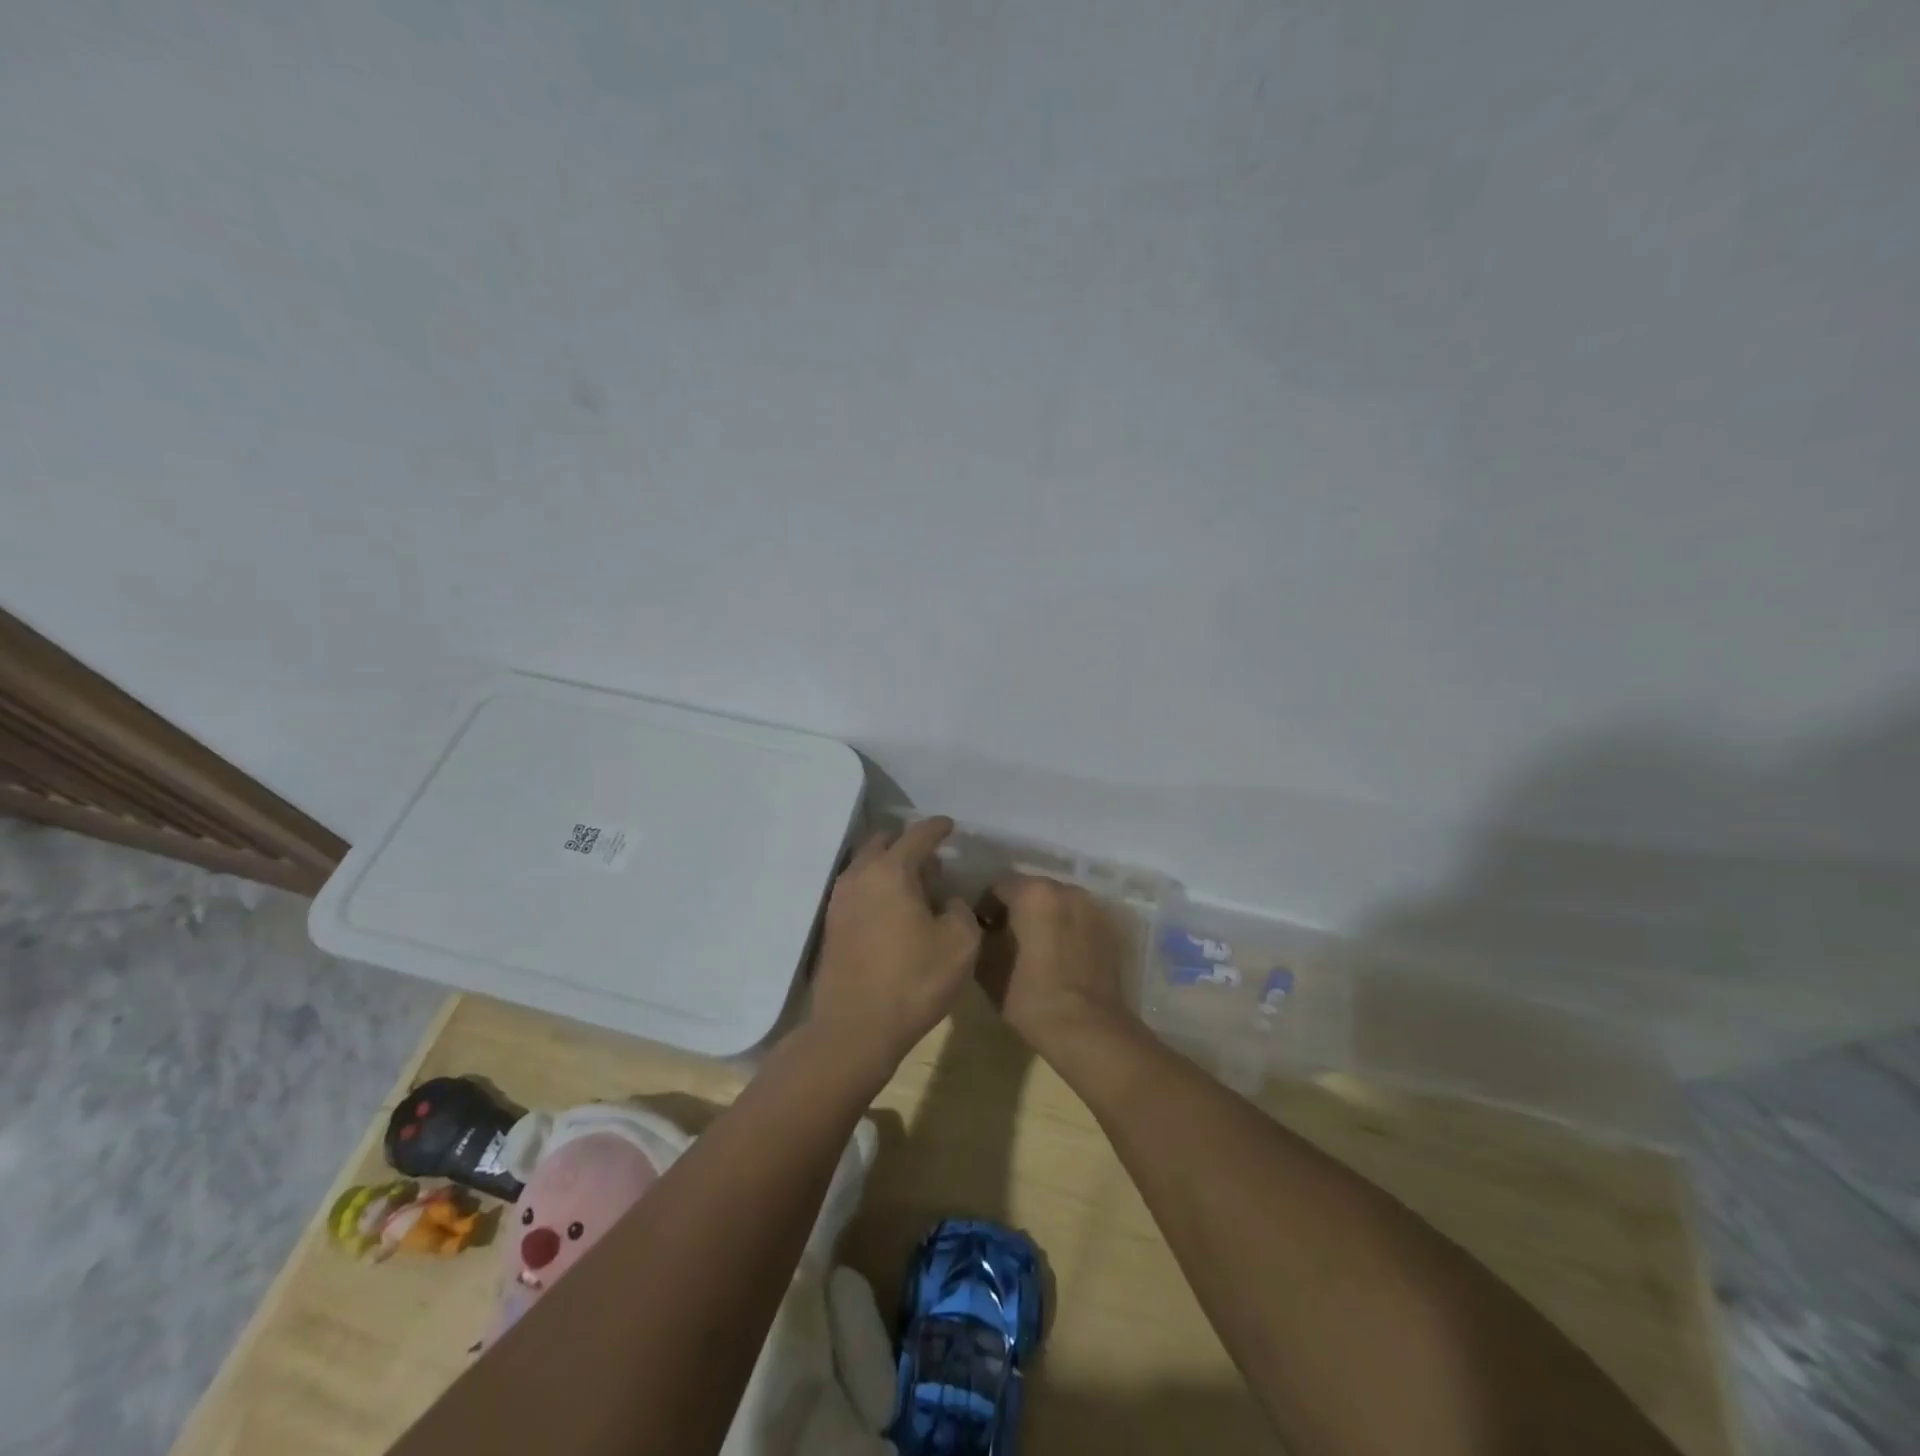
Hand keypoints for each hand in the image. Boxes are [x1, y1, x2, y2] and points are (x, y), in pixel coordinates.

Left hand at [808, 817, 982, 1077]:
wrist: (854, 1029)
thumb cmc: (914, 981)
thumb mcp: (961, 943)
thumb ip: (961, 909)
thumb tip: (948, 900)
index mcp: (892, 870)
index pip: (918, 834)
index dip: (938, 827)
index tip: (950, 826)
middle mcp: (860, 875)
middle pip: (884, 841)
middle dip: (908, 843)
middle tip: (932, 859)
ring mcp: (840, 899)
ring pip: (866, 864)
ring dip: (890, 865)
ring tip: (915, 885)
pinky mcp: (832, 925)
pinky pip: (857, 888)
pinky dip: (876, 886)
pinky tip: (893, 909)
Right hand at [976, 874, 1137, 1058]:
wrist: (1088, 1028)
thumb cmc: (1030, 996)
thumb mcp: (987, 967)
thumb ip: (979, 937)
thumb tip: (980, 928)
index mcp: (1032, 892)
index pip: (997, 888)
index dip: (985, 909)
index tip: (981, 933)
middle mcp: (1065, 889)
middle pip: (1031, 891)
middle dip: (1017, 910)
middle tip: (1006, 940)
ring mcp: (1092, 907)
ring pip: (1058, 904)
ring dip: (1044, 918)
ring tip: (1036, 950)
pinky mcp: (1110, 929)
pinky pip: (1079, 920)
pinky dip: (1067, 930)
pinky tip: (1061, 957)